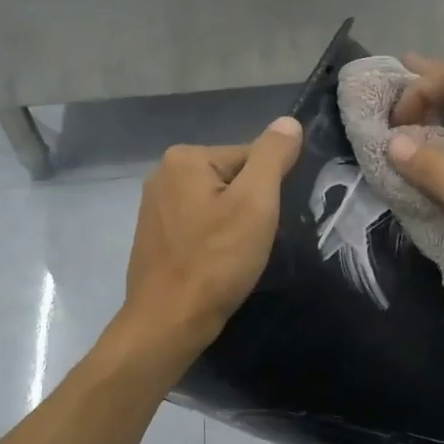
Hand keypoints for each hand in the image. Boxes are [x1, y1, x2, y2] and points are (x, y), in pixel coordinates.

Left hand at [121, 117, 303, 356]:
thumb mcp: (255, 204)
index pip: (250, 157)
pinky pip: (198, 227)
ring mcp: (154, 207)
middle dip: (250, 208)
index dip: (268, 191)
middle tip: (253, 243)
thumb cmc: (215, 261)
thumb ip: (273, 157)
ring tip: (237, 257)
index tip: (266, 223)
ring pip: (216, 206)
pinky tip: (217, 265)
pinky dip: (213, 242)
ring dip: (233, 227)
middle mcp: (163, 174)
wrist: (169, 321)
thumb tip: (288, 122)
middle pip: (232, 180)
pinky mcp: (154, 237)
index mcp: (185, 158)